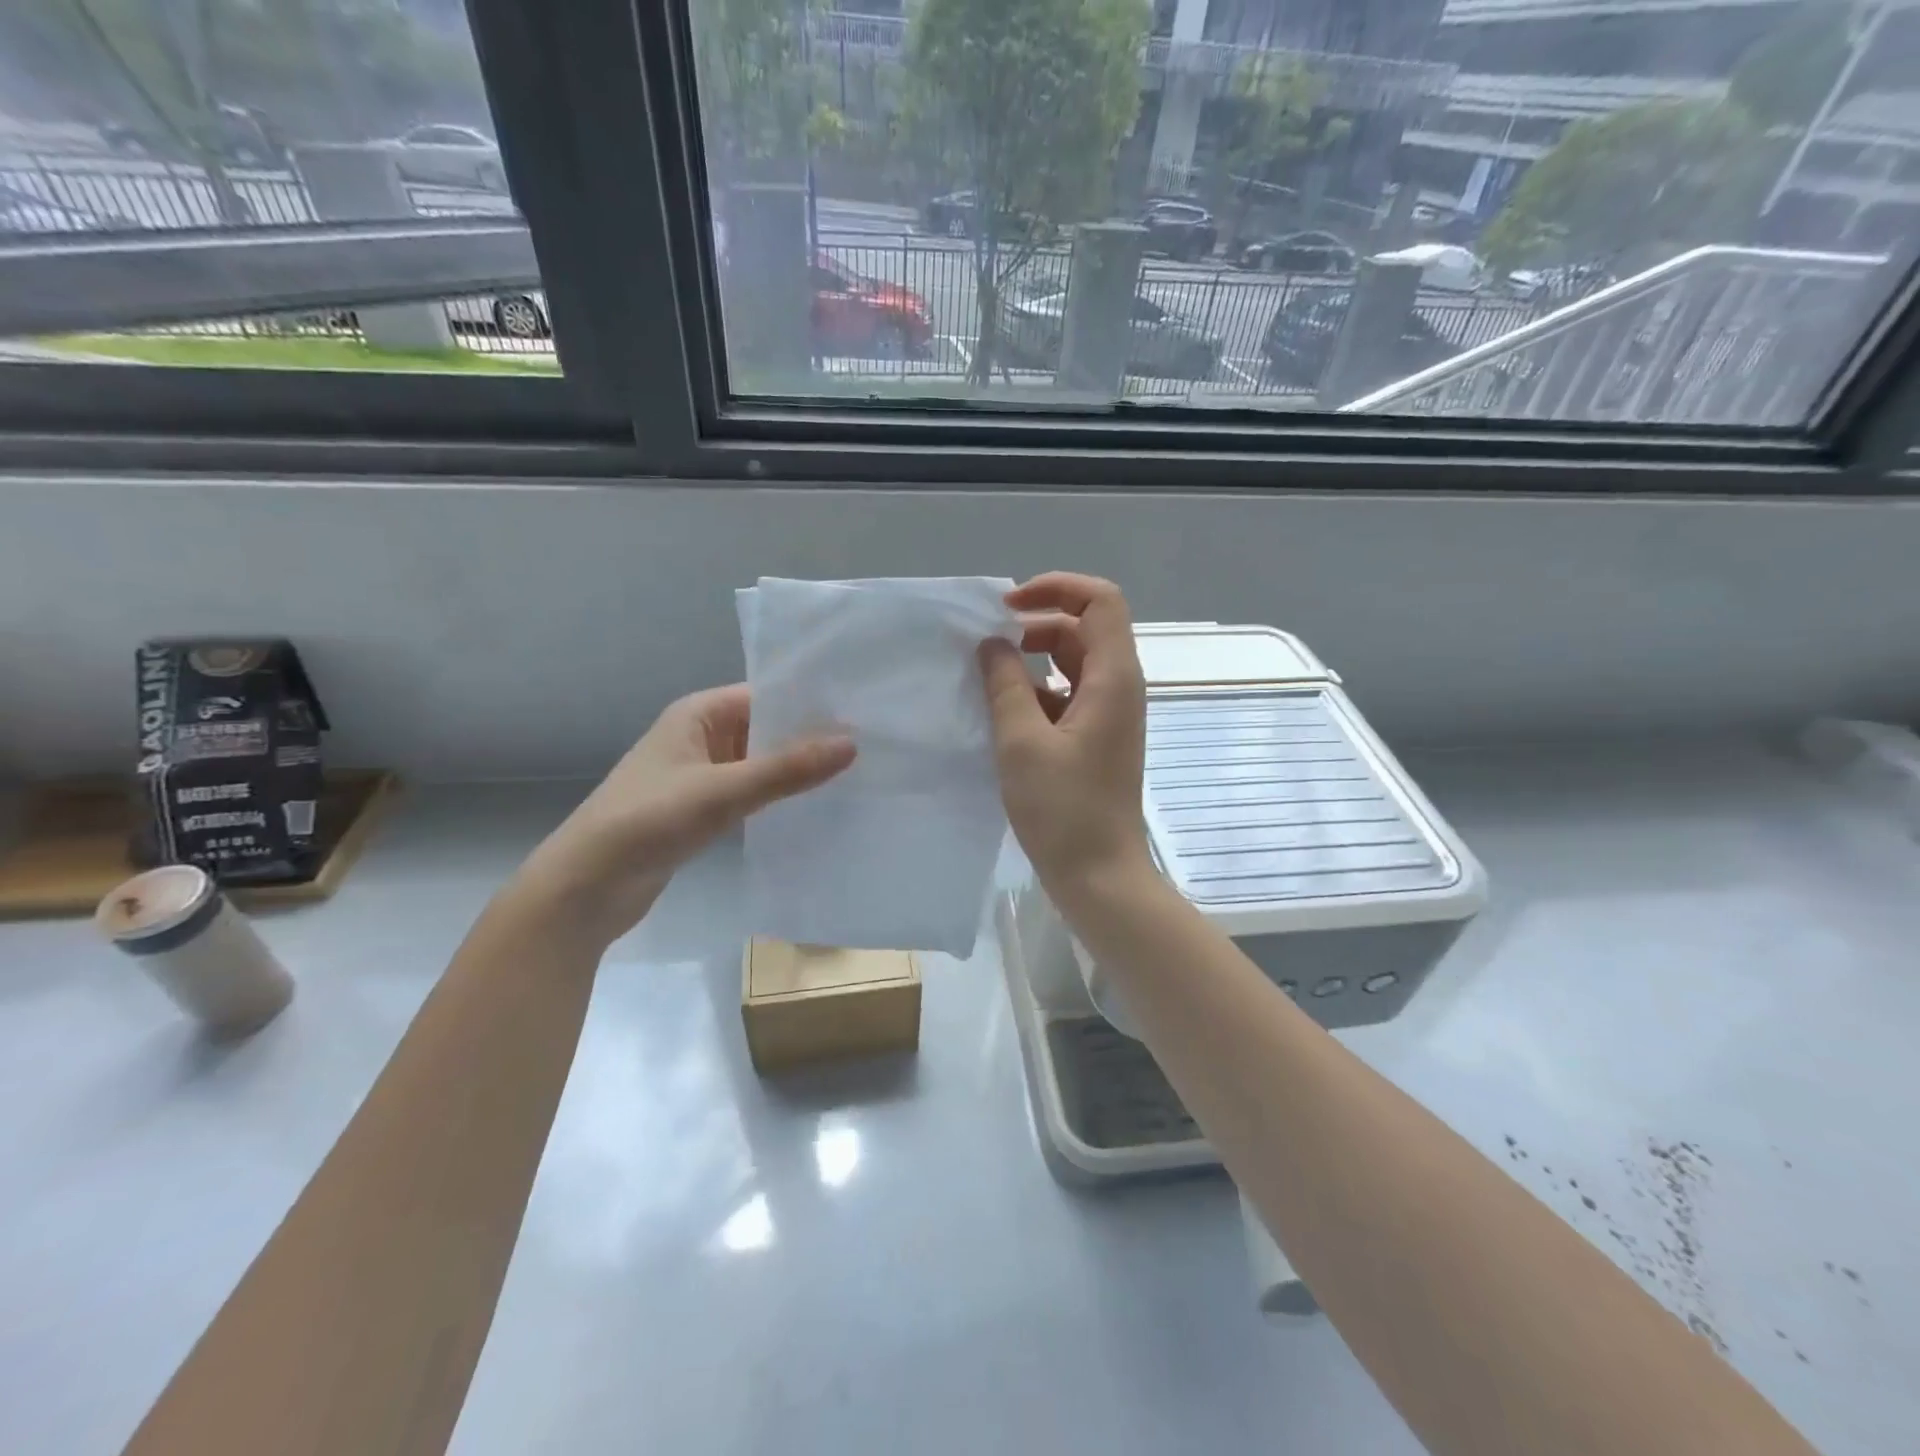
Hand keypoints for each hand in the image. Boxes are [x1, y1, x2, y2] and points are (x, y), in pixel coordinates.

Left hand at [521, 685, 854, 943]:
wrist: (584, 889)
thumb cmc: (647, 822)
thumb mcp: (721, 791)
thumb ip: (786, 769)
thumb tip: (851, 744)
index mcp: (698, 714)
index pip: (766, 695)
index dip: (810, 703)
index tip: (862, 712)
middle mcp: (701, 737)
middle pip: (767, 729)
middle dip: (811, 738)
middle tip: (872, 747)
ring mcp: (701, 776)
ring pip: (761, 764)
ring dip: (797, 771)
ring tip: (856, 776)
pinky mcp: (702, 811)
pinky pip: (751, 794)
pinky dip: (779, 798)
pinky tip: (817, 808)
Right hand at [978, 573, 1150, 904]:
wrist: (1100, 876)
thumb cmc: (1064, 810)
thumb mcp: (1022, 742)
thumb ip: (1005, 685)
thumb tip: (992, 644)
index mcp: (1113, 678)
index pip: (1100, 600)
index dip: (1056, 588)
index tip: (1007, 608)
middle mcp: (1119, 688)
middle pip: (1082, 629)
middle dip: (1034, 627)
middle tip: (986, 646)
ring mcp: (1110, 716)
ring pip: (1072, 665)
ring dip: (1031, 662)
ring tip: (986, 680)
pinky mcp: (1096, 740)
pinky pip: (1067, 697)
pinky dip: (1036, 694)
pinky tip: (1002, 716)